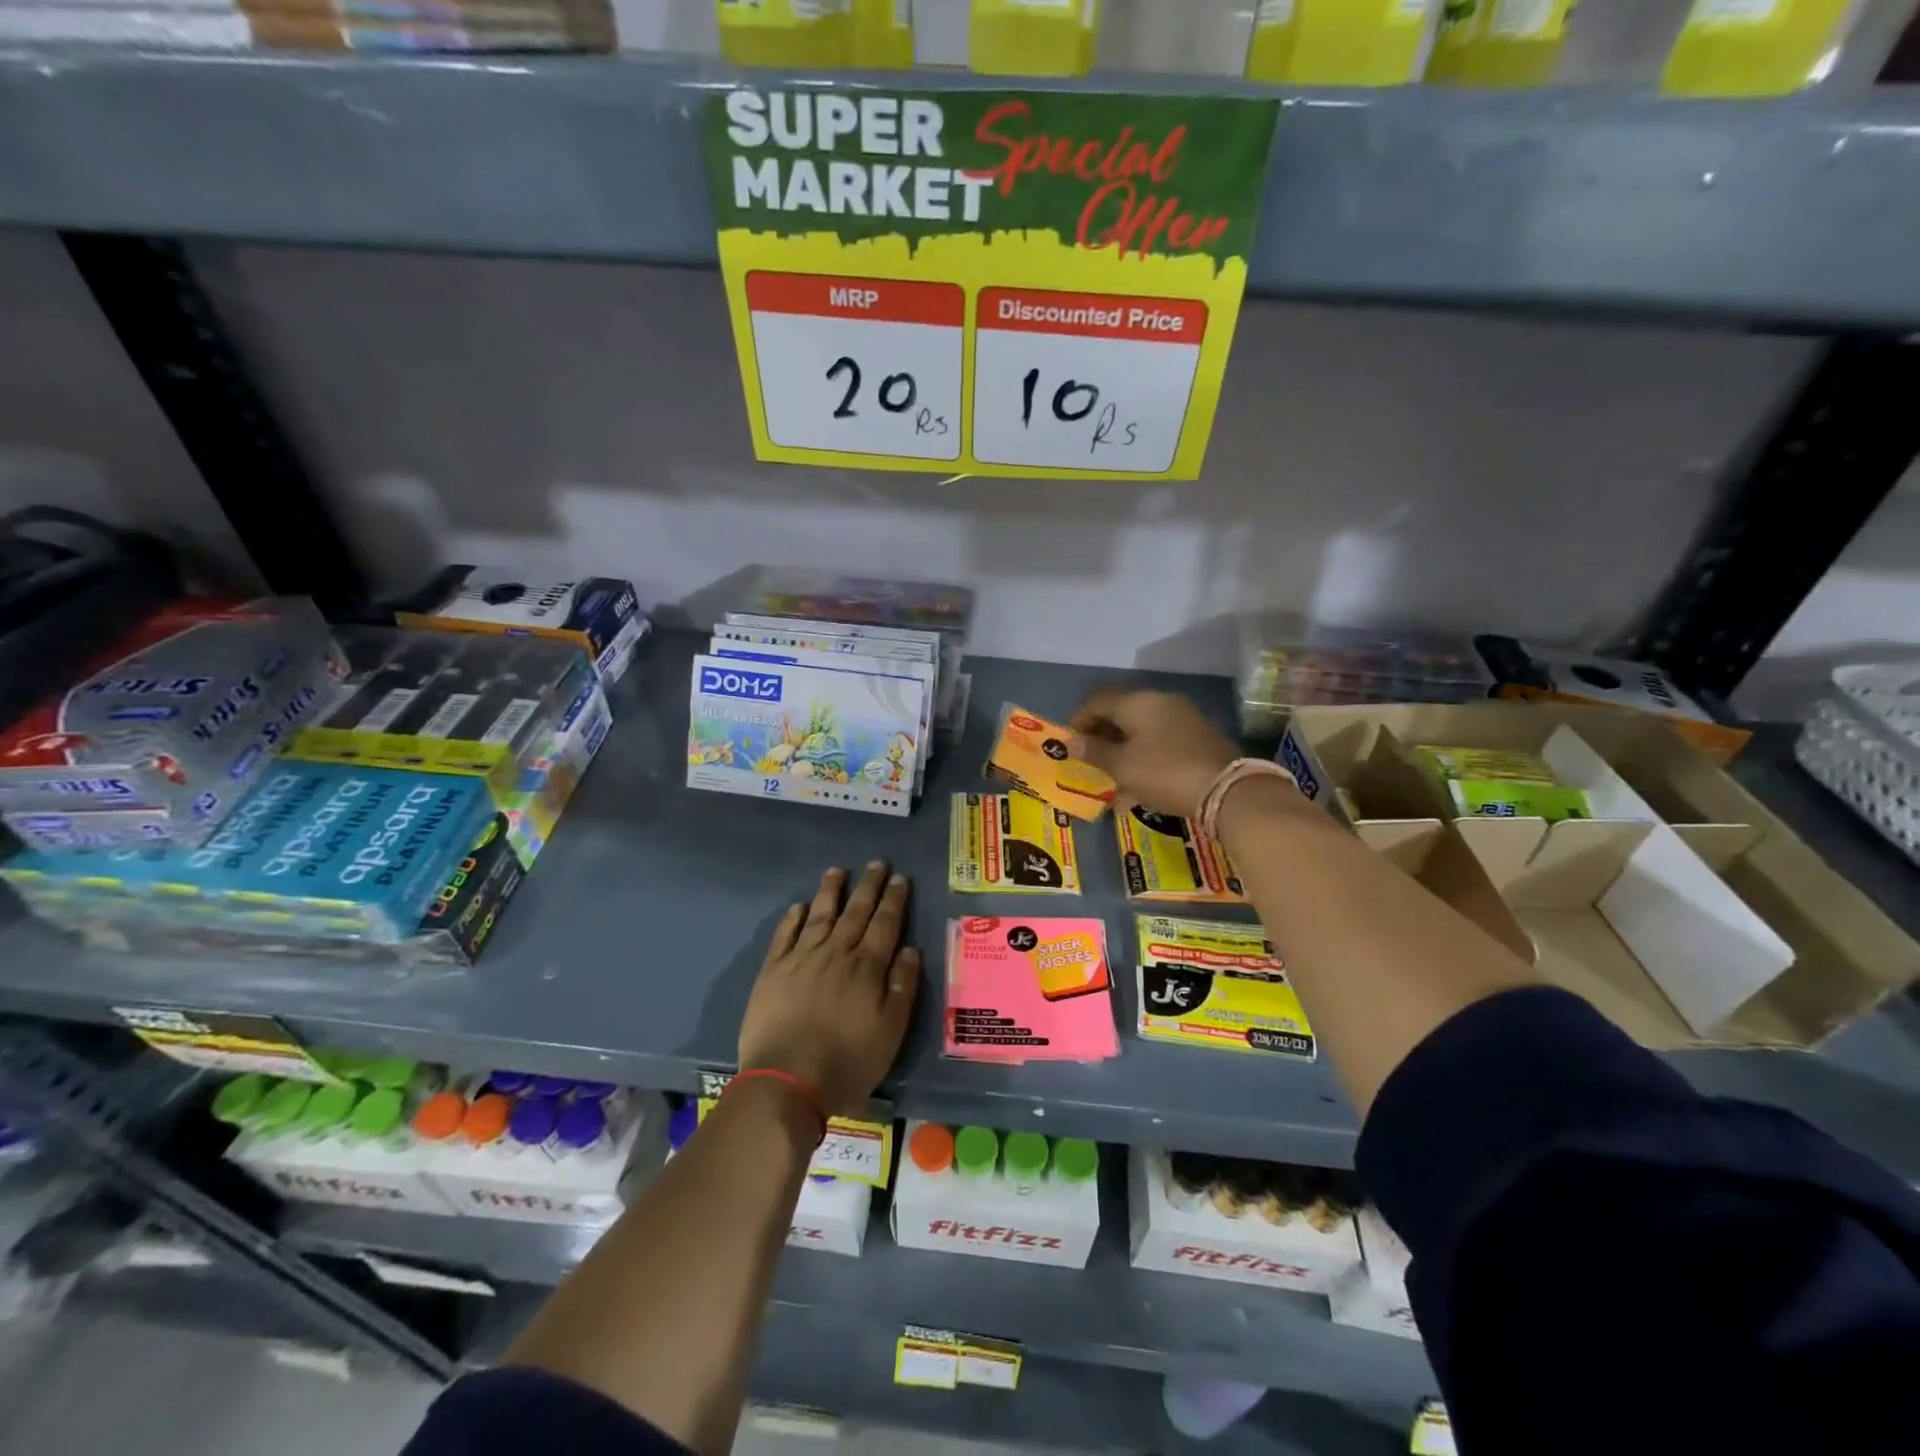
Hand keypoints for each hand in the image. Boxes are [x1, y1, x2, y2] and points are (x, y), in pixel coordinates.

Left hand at [738, 863, 920, 1117]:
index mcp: (867, 967)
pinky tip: (798, 906)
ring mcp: (801, 959)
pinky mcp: (772, 971)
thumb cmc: (847, 1061)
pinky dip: (792, 918)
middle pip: (855, 912)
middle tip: (876, 863)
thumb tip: (911, 949)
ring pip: (819, 915)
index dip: (893, 900)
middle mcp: (835, 953)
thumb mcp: (890, 1030)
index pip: (885, 924)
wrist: (786, 1081)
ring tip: (836, 871)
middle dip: (867, 886)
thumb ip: (902, 987)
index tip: (899, 878)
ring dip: (830, 892)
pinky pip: (784, 935)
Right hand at [1070, 689, 1237, 819]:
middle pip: (1120, 713)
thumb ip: (1095, 752)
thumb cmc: (1164, 772)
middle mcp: (1160, 702)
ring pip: (1140, 731)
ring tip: (1111, 778)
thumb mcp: (1123, 766)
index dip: (1079, 719)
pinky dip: (1143, 758)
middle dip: (1101, 736)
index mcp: (1138, 702)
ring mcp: (1182, 719)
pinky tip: (1137, 786)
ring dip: (1122, 751)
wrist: (1227, 790)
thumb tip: (1073, 742)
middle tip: (1089, 760)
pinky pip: (1159, 743)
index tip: (1070, 743)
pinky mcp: (1196, 738)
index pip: (1098, 700)